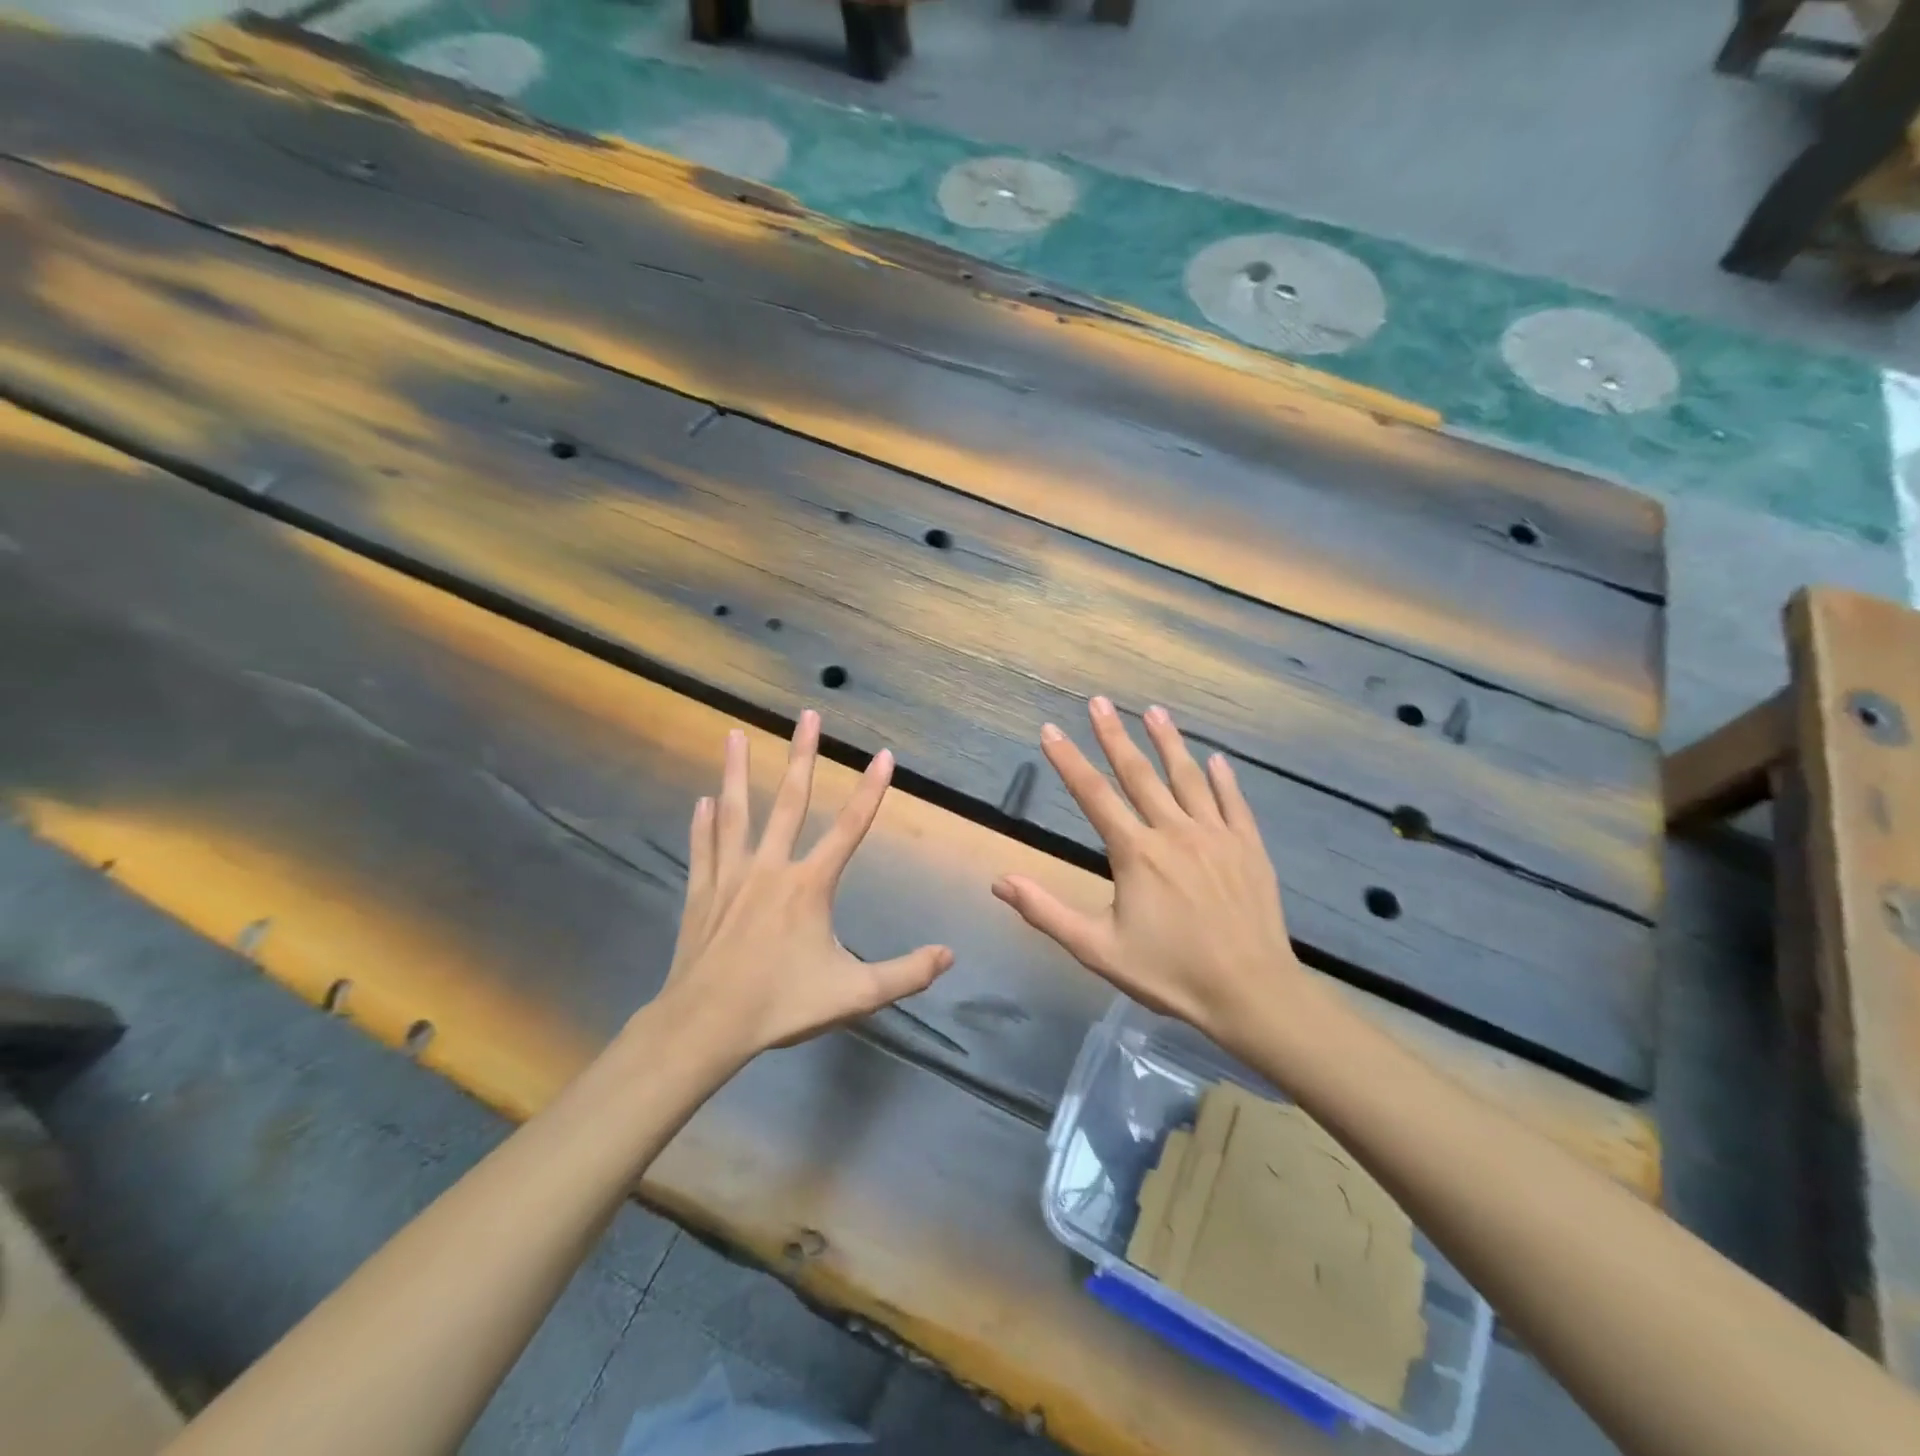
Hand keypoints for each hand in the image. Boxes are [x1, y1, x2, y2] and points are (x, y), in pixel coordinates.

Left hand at [660, 710, 953, 1064]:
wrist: (705, 1026)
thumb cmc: (781, 1006)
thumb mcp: (854, 995)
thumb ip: (906, 974)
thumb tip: (949, 955)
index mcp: (809, 886)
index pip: (850, 828)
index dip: (871, 790)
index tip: (884, 755)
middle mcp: (771, 868)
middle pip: (789, 801)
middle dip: (802, 755)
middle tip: (808, 714)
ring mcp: (731, 877)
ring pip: (736, 813)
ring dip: (736, 772)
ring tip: (732, 734)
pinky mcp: (702, 893)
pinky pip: (705, 848)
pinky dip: (703, 823)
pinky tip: (702, 800)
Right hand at [992, 697, 1302, 1047]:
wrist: (1251, 994)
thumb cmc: (1170, 974)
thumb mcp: (1097, 949)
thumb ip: (1046, 912)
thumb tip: (1000, 881)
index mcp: (1135, 853)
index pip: (1092, 795)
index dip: (1068, 761)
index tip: (1050, 730)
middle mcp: (1174, 832)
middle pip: (1139, 774)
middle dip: (1114, 736)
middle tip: (1099, 701)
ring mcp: (1216, 836)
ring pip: (1188, 778)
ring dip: (1169, 742)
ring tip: (1155, 711)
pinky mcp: (1248, 848)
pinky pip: (1234, 803)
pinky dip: (1224, 779)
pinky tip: (1217, 759)